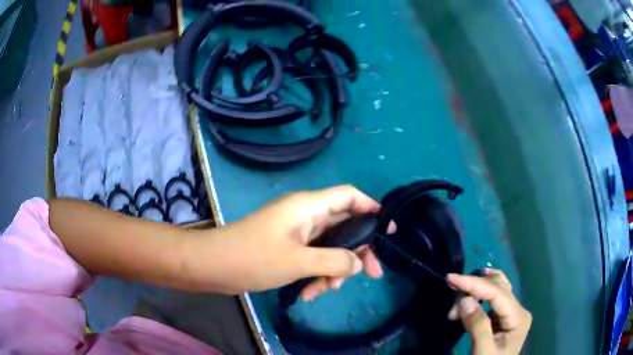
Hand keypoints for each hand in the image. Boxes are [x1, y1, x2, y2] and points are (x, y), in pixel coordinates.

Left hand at [185, 185, 393, 296]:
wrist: (215, 265)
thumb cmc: (254, 257)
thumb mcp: (298, 262)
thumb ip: (334, 261)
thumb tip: (358, 263)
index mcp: (308, 206)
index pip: (349, 196)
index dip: (372, 208)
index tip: (388, 231)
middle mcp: (305, 215)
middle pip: (344, 226)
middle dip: (356, 251)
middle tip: (371, 274)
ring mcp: (296, 232)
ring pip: (329, 246)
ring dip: (332, 269)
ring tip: (324, 291)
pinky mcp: (287, 246)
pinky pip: (312, 257)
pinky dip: (315, 273)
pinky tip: (308, 293)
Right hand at [447, 269, 530, 354]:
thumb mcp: (483, 352)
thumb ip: (478, 327)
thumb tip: (464, 300)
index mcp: (518, 317)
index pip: (497, 292)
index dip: (474, 283)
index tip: (451, 278)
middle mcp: (518, 309)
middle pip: (497, 286)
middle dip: (473, 290)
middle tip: (451, 305)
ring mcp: (511, 312)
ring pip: (494, 288)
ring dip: (473, 293)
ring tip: (455, 312)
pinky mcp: (502, 317)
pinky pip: (491, 299)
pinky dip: (477, 298)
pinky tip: (469, 298)